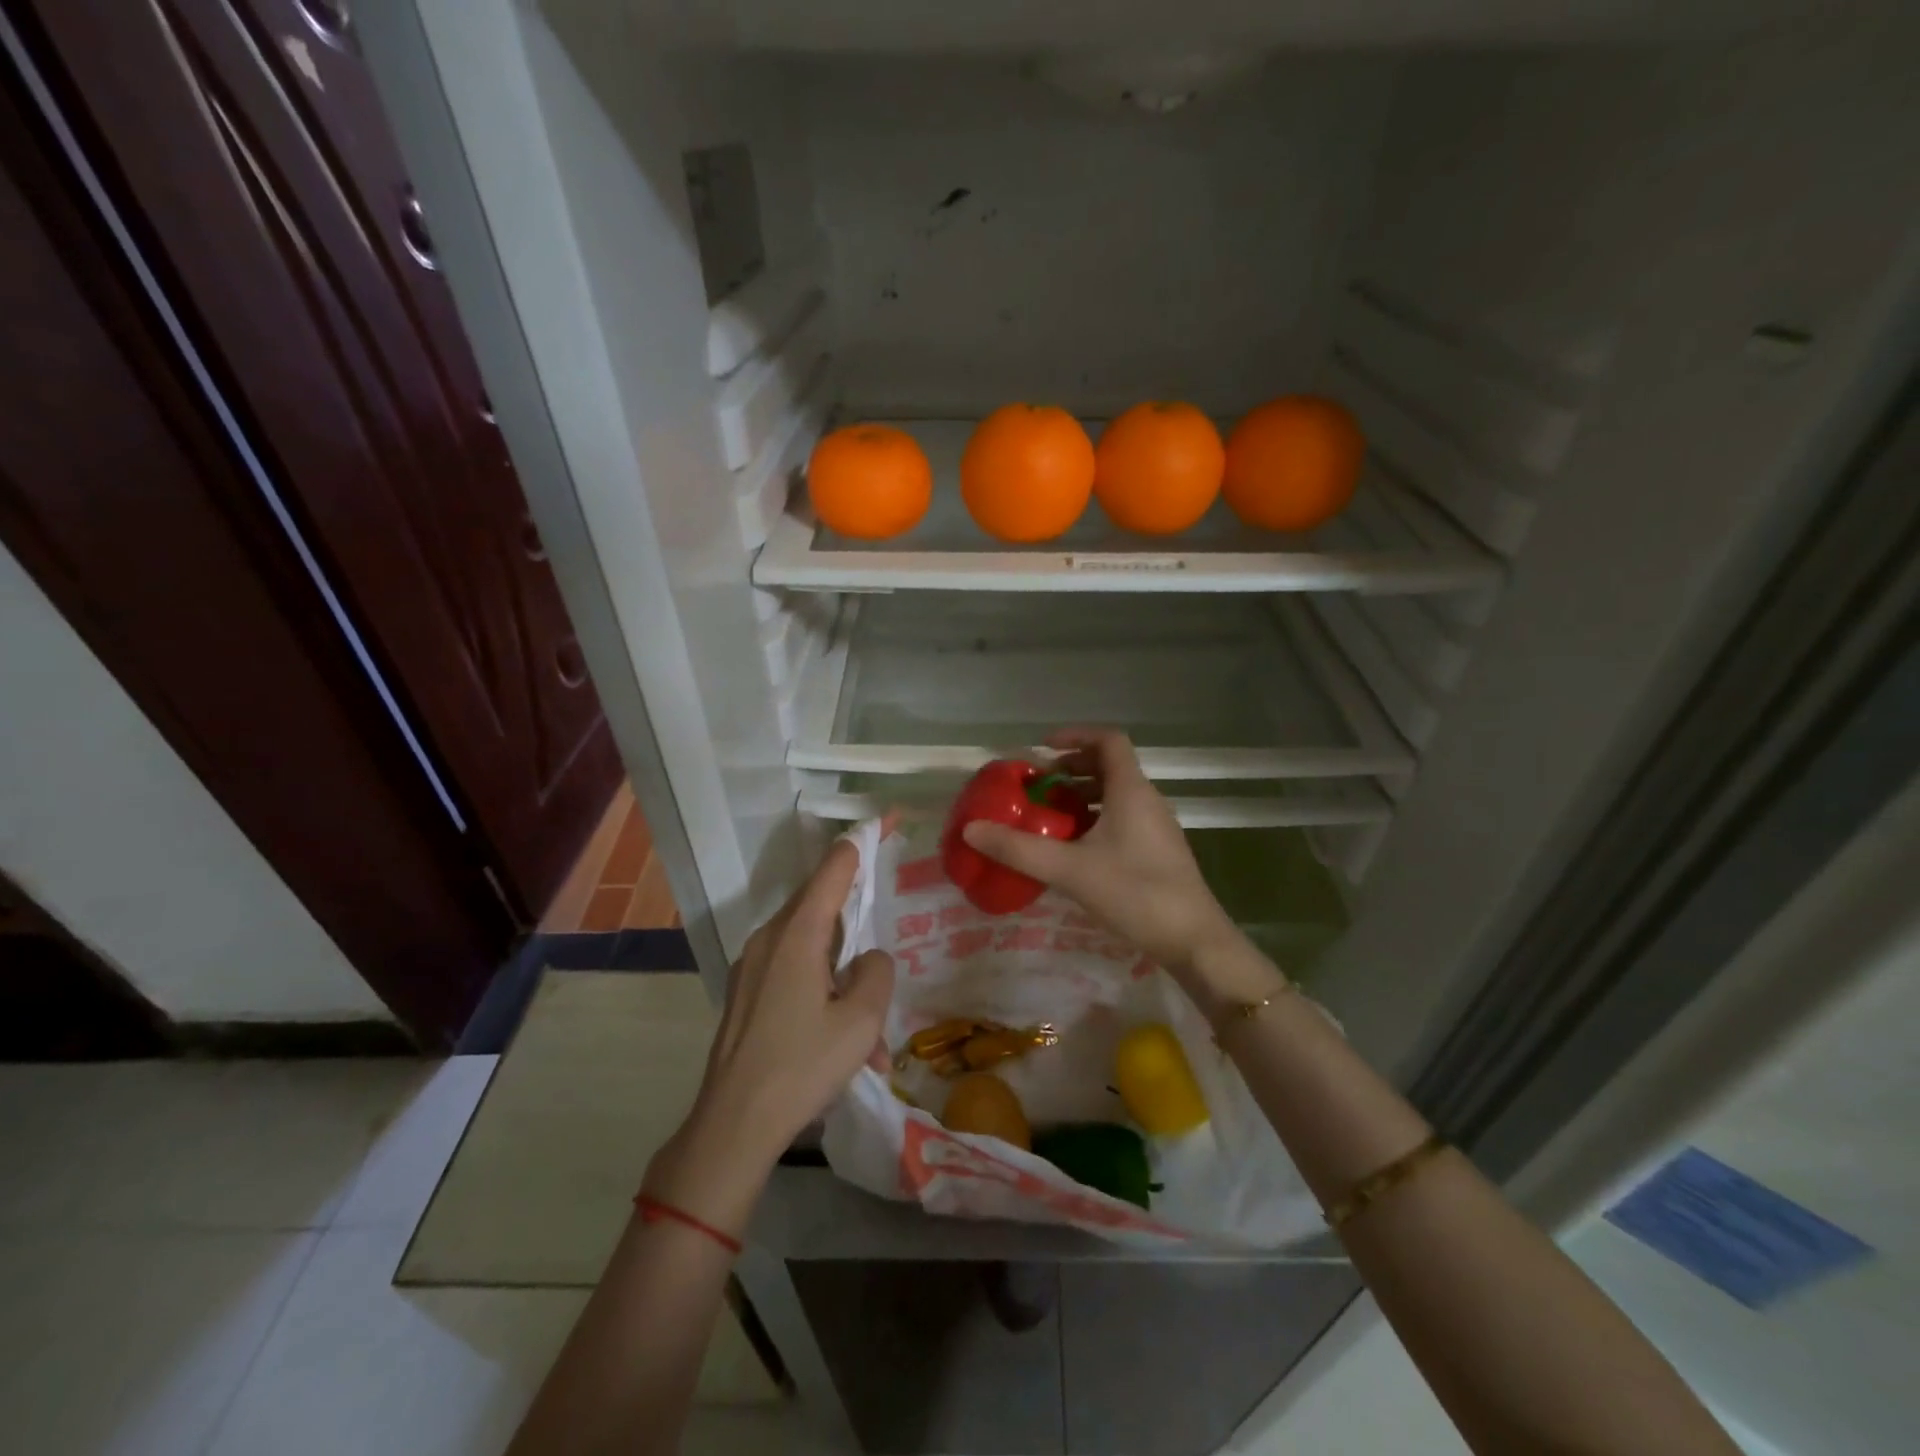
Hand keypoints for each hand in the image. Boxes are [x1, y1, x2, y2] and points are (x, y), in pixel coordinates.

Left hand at [644, 839, 893, 1234]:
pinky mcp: (745, 993)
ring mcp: (751, 966)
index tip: (887, 820)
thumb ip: (875, 971)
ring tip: (868, 1030)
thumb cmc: (801, 1066)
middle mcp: (769, 938)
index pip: (834, 868)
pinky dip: (821, 990)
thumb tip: (867, 959)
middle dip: (856, 917)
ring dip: (842, 971)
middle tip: (884, 935)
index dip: (862, 841)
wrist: (732, 1126)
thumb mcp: (861, 1020)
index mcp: (797, 934)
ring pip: (809, 945)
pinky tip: (838, 1040)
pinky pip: (791, 971)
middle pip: (820, 904)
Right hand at [961, 729, 1241, 977]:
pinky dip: (1095, 820)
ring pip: (1115, 795)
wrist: (1193, 940)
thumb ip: (1019, 849)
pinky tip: (1073, 849)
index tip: (1042, 749)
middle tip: (1038, 787)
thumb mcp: (1070, 870)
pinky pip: (1122, 819)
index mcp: (1131, 790)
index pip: (1108, 740)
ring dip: (1082, 797)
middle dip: (1071, 770)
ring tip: (1049, 817)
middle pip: (1109, 766)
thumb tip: (972, 829)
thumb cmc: (1135, 893)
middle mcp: (1147, 800)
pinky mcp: (1157, 851)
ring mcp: (1155, 826)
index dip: (1074, 735)